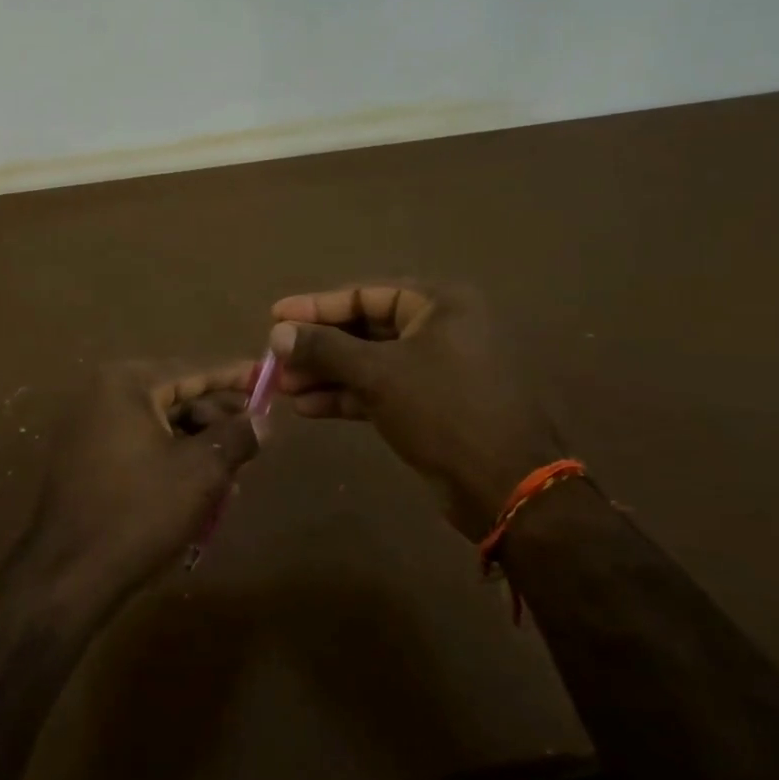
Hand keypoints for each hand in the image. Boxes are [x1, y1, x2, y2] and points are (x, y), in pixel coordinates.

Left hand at [17, 361, 259, 616]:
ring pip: (160, 426)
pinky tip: (202, 487)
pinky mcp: (85, 461)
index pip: (193, 370)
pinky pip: (140, 448)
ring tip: (235, 471)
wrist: (70, 574)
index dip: (234, 376)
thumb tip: (262, 420)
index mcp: (126, 385)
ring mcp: (89, 429)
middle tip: (256, 435)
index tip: (267, 377)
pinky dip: (172, 460)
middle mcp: (102, 396)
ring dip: (199, 444)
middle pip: (176, 396)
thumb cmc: (141, 511)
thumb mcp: (202, 471)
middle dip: (218, 418)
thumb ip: (237, 436)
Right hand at [269, 282, 563, 538]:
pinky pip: (380, 391)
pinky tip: (308, 407)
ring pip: (369, 363)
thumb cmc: (443, 410)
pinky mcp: (429, 406)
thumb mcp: (378, 373)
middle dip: (319, 347)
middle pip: (365, 329)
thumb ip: (325, 348)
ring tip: (283, 388)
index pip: (366, 294)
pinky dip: (346, 397)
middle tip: (275, 359)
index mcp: (440, 305)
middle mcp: (440, 329)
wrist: (502, 485)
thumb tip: (277, 332)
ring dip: (326, 375)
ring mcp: (436, 370)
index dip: (317, 306)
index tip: (275, 316)